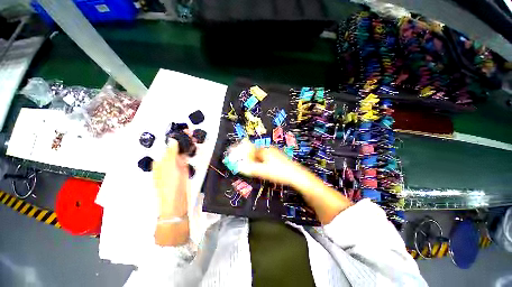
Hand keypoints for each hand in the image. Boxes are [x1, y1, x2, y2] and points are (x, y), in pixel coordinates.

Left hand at [152, 139, 188, 217]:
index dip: (176, 138)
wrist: (177, 201)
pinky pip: (186, 158)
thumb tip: (173, 140)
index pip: (168, 146)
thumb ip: (171, 153)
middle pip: (175, 148)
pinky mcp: (184, 170)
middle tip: (192, 133)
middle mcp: (167, 162)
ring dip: (187, 145)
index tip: (185, 131)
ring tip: (194, 138)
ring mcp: (176, 166)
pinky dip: (190, 152)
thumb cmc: (170, 184)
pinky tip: (193, 147)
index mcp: (160, 161)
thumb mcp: (169, 167)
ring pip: (182, 152)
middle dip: (183, 140)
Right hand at [234, 141, 307, 187]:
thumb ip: (251, 169)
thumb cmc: (280, 173)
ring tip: (251, 167)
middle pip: (255, 152)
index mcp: (265, 150)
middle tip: (243, 164)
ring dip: (255, 160)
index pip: (250, 149)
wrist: (297, 176)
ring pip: (261, 156)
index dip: (243, 153)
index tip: (236, 156)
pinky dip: (261, 162)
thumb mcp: (263, 171)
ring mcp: (275, 153)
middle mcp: (269, 149)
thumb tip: (240, 167)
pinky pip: (266, 158)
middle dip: (248, 157)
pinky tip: (262, 168)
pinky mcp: (278, 158)